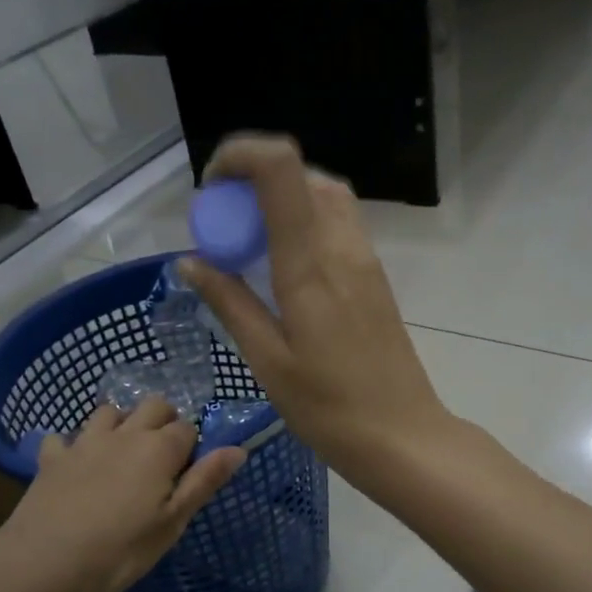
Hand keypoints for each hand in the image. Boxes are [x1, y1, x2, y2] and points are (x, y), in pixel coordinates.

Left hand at [0, 398, 244, 591]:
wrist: (43, 561)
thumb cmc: (119, 550)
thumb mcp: (171, 523)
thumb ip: (204, 482)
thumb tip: (238, 449)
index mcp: (159, 449)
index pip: (188, 429)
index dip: (192, 448)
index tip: (186, 475)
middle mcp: (124, 434)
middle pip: (153, 406)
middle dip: (163, 422)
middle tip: (161, 460)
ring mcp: (84, 441)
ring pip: (109, 411)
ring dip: (121, 424)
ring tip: (122, 455)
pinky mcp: (52, 456)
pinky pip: (64, 437)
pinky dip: (73, 446)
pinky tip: (74, 466)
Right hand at [180, 134, 452, 476]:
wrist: (402, 436)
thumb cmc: (328, 408)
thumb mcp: (267, 360)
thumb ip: (229, 303)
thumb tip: (190, 261)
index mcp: (310, 264)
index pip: (280, 169)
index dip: (239, 156)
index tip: (210, 191)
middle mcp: (342, 247)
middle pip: (301, 174)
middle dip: (253, 181)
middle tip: (224, 227)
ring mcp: (365, 259)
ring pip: (323, 195)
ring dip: (281, 200)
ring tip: (250, 246)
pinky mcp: (375, 276)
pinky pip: (337, 224)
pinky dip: (303, 223)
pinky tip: (283, 268)